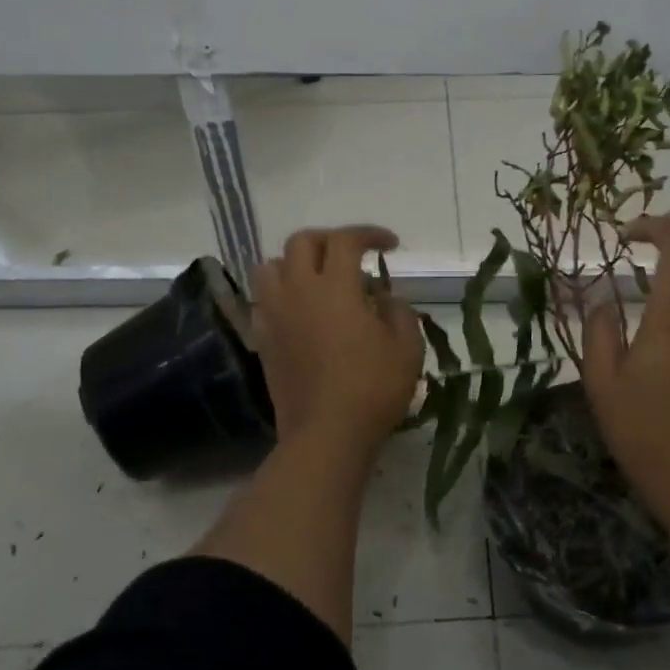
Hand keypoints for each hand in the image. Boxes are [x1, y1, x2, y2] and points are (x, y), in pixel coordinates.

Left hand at [250, 226, 425, 456]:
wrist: (326, 435)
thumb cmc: (373, 388)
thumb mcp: (406, 346)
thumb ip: (398, 310)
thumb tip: (383, 298)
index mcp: (335, 287)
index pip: (346, 240)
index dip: (370, 234)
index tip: (390, 246)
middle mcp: (298, 291)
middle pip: (302, 242)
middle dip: (330, 240)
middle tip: (352, 255)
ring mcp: (275, 314)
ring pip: (272, 266)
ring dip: (296, 262)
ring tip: (319, 279)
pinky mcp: (263, 338)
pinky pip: (264, 299)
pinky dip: (282, 292)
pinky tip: (302, 310)